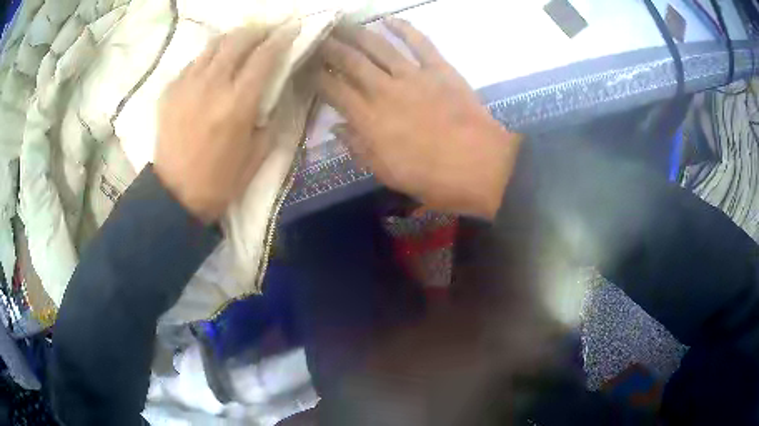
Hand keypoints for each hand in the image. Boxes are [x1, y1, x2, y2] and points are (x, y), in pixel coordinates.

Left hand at [155, 22, 299, 222]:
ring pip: (214, 45)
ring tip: (242, 42)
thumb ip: (273, 117)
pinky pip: (194, 62)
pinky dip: (209, 57)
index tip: (292, 28)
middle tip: (267, 31)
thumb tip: (278, 90)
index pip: (265, 56)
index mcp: (238, 104)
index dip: (282, 37)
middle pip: (238, 40)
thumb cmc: (220, 181)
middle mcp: (212, 86)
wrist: (175, 195)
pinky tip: (214, 65)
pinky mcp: (170, 91)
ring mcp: (187, 86)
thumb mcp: (259, 155)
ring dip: (233, 38)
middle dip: (257, 30)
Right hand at [316, 18, 521, 219]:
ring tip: (340, 22)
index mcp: (369, 119)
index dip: (315, 77)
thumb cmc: (431, 177)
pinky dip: (404, 28)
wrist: (480, 166)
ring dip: (356, 32)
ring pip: (378, 46)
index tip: (303, 68)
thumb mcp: (386, 173)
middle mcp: (384, 90)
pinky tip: (388, 18)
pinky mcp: (439, 69)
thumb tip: (336, 127)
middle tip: (315, 36)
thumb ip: (358, 148)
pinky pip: (419, 42)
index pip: (333, 90)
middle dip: (328, 47)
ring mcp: (413, 75)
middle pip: (350, 62)